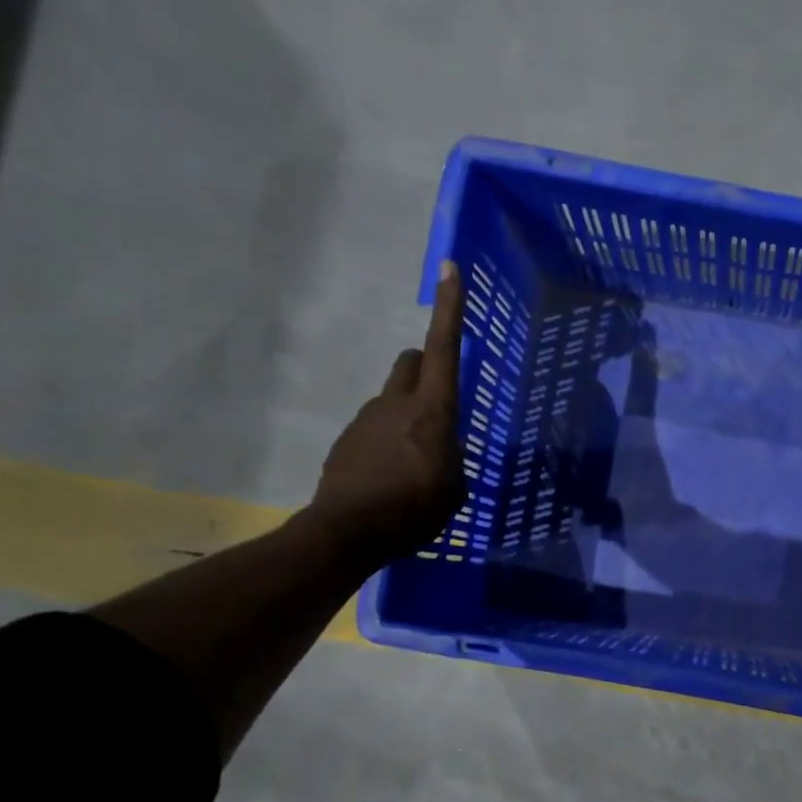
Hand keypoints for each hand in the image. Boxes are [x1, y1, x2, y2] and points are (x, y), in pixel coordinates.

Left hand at [308, 262, 468, 565]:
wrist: (346, 534)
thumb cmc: (413, 511)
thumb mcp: (455, 488)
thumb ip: (452, 456)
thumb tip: (441, 447)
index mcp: (431, 411)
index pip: (444, 347)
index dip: (450, 308)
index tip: (450, 268)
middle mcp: (396, 403)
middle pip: (412, 361)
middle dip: (427, 366)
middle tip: (439, 399)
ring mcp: (366, 419)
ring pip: (393, 397)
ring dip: (408, 414)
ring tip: (415, 461)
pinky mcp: (346, 440)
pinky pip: (376, 427)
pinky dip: (388, 441)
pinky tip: (390, 477)